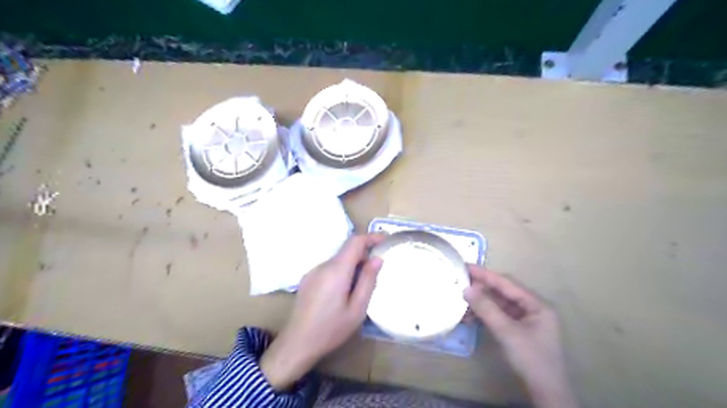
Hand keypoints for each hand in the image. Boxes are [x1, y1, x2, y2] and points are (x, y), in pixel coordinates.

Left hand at [261, 232, 385, 387]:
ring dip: (353, 264)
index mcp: (337, 270)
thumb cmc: (331, 329)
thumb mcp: (357, 309)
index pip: (355, 241)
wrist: (297, 343)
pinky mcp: (308, 279)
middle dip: (364, 254)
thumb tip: (377, 259)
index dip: (371, 237)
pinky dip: (342, 271)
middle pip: (347, 250)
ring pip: (338, 259)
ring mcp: (313, 272)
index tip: (385, 240)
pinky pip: (329, 268)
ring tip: (362, 285)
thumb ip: (368, 281)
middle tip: (378, 269)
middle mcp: (323, 265)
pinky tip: (344, 291)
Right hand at [466, 265, 579, 407]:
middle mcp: (532, 309)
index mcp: (536, 304)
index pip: (507, 283)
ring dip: (482, 304)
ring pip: (500, 305)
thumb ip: (487, 308)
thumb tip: (467, 289)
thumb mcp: (506, 332)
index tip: (467, 267)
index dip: (486, 275)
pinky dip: (486, 316)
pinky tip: (471, 317)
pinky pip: (500, 316)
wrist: (546, 392)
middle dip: (482, 289)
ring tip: (463, 303)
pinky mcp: (519, 331)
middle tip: (461, 283)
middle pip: (504, 293)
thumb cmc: (530, 358)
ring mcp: (526, 321)